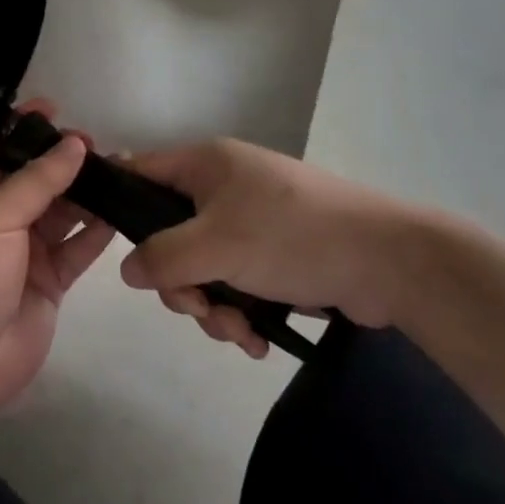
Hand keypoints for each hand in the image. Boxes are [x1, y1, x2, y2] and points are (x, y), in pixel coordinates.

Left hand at [0, 103, 114, 436]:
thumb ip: (38, 179)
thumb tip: (75, 144)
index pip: (1, 148)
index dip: (26, 128)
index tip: (57, 110)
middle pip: (37, 177)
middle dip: (65, 160)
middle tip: (101, 145)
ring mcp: (26, 248)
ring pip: (62, 210)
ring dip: (87, 192)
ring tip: (121, 171)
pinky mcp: (50, 279)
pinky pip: (77, 246)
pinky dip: (97, 230)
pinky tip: (121, 212)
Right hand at [119, 139, 429, 356]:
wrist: (388, 260)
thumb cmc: (292, 236)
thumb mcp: (216, 246)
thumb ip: (162, 257)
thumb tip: (127, 269)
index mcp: (205, 164)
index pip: (140, 171)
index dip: (121, 205)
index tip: (116, 249)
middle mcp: (222, 186)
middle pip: (169, 233)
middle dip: (181, 282)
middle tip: (200, 308)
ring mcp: (250, 220)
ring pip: (203, 266)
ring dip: (213, 307)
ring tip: (241, 332)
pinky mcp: (275, 253)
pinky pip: (235, 281)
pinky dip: (240, 311)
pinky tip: (259, 339)